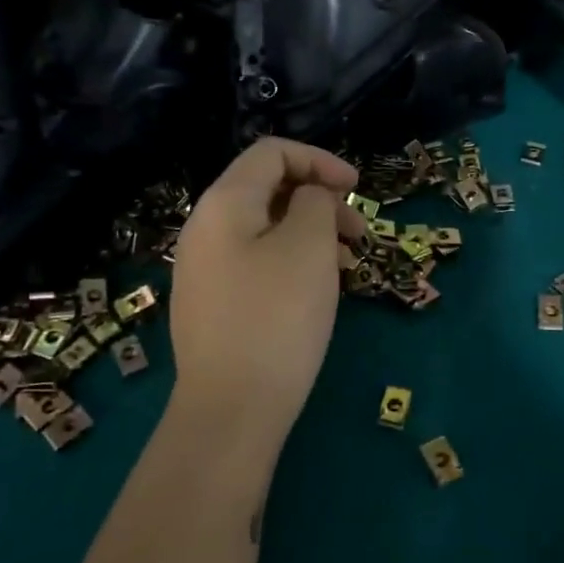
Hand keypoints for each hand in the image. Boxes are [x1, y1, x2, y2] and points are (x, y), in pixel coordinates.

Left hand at [168, 139, 363, 442]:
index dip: (320, 160)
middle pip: (268, 188)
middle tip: (359, 233)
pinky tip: (318, 290)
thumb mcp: (308, 246)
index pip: (272, 152)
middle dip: (320, 200)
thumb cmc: (277, 317)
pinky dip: (292, 261)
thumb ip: (315, 202)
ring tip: (347, 265)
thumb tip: (310, 198)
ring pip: (266, 228)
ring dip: (311, 233)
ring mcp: (204, 268)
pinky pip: (256, 261)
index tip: (357, 188)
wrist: (231, 410)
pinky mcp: (213, 303)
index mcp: (223, 203)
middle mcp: (205, 228)